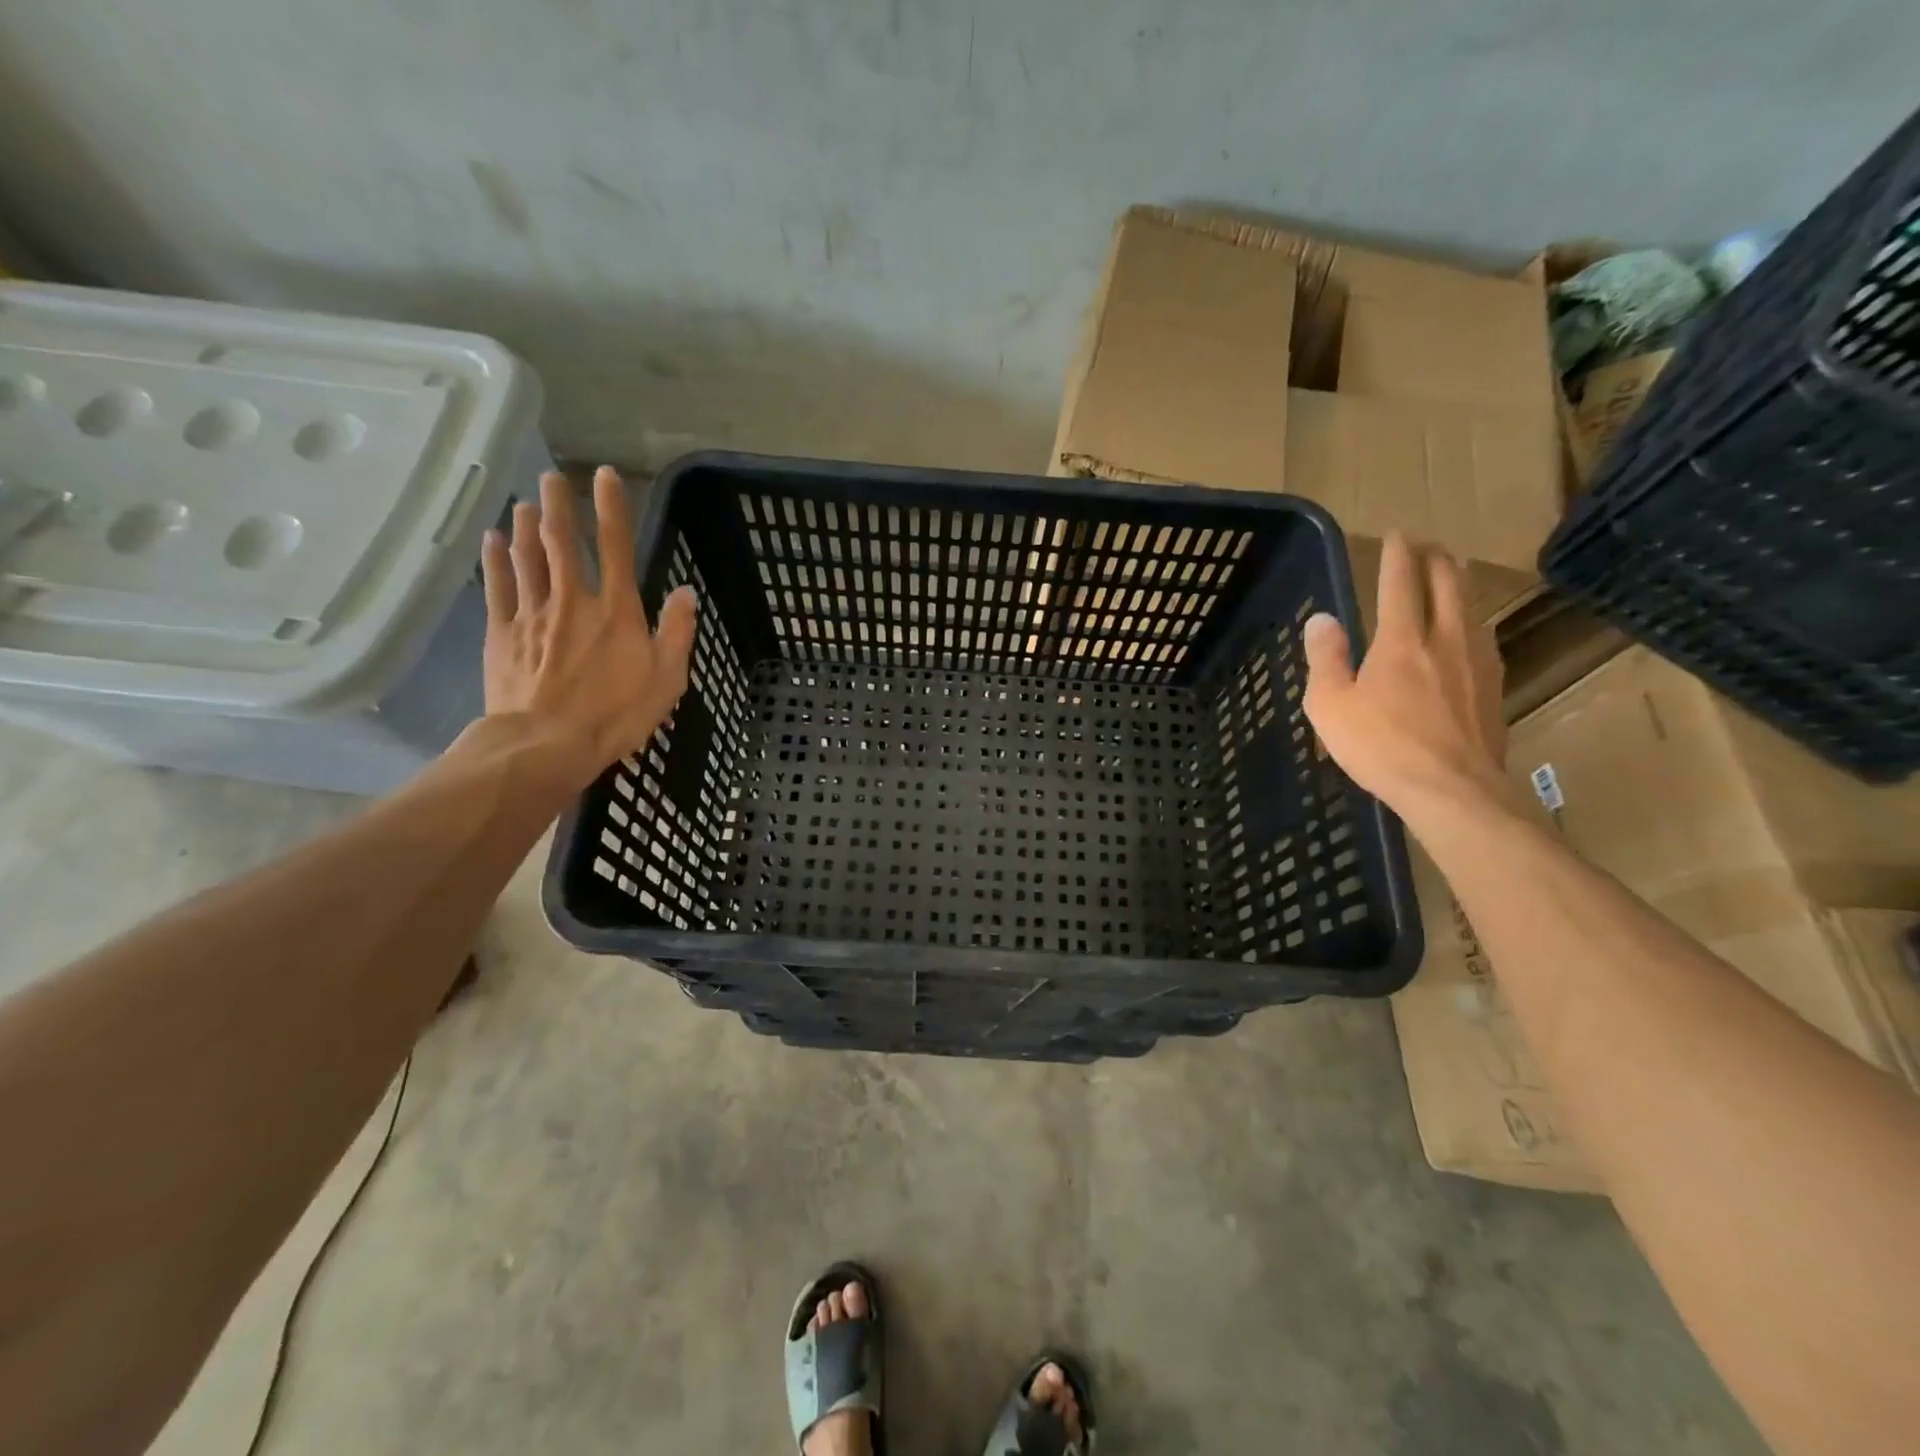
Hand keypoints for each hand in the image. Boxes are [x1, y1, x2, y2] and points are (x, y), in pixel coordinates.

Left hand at [480, 466, 696, 790]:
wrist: (546, 743)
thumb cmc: (616, 714)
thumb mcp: (666, 678)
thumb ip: (677, 632)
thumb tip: (686, 591)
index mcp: (616, 610)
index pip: (615, 547)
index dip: (611, 508)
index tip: (604, 475)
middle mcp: (573, 600)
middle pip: (561, 542)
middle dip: (558, 505)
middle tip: (552, 476)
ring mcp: (532, 614)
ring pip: (527, 558)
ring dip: (526, 526)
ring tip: (525, 502)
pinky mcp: (502, 633)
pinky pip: (498, 587)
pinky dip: (496, 560)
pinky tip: (492, 540)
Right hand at [1302, 532, 1508, 815]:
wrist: (1452, 790)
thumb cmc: (1380, 747)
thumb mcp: (1330, 705)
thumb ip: (1325, 658)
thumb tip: (1322, 619)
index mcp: (1401, 640)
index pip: (1400, 582)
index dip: (1398, 554)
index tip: (1397, 534)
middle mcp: (1445, 639)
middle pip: (1447, 584)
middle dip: (1436, 557)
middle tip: (1426, 544)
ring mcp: (1477, 662)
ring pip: (1472, 606)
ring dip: (1459, 582)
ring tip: (1452, 572)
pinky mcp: (1494, 687)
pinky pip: (1483, 636)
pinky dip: (1472, 618)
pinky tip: (1470, 629)